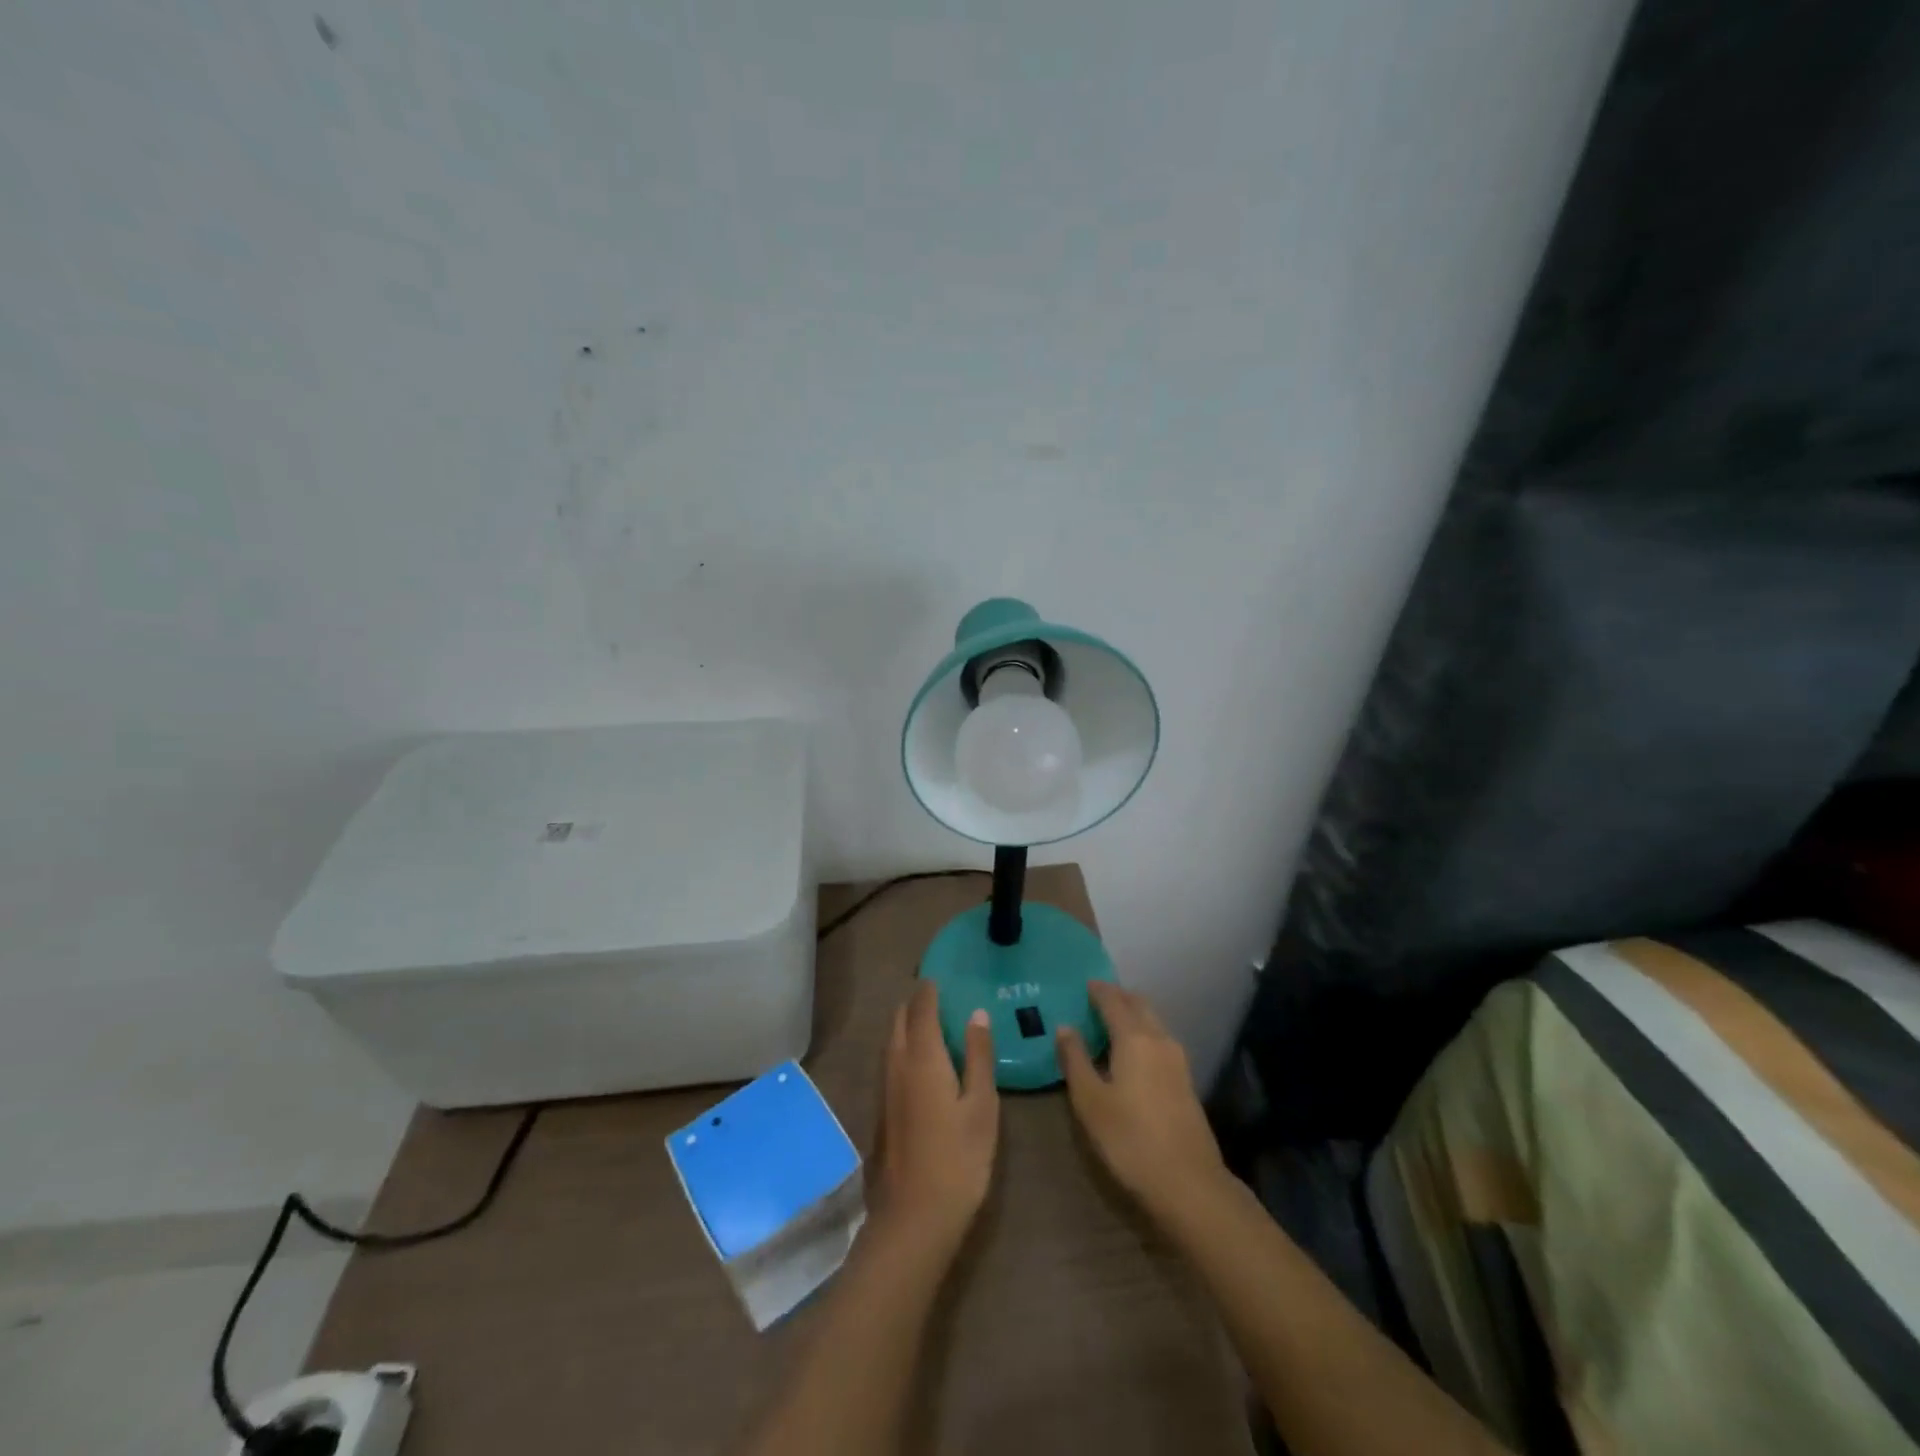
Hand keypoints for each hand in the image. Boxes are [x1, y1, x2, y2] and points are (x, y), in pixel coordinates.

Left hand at [873, 981, 998, 1251]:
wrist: (912, 1219)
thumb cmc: (958, 1159)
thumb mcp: (982, 1106)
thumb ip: (979, 1056)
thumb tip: (977, 1013)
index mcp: (922, 1057)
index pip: (922, 1007)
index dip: (930, 989)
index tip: (942, 975)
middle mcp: (896, 1064)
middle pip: (900, 1019)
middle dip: (916, 1002)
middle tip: (940, 996)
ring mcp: (884, 1088)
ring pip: (892, 1041)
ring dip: (908, 1024)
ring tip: (933, 1022)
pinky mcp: (881, 1110)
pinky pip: (890, 1061)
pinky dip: (904, 1047)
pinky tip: (923, 1062)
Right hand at [1057, 981, 1228, 1223]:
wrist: (1189, 1183)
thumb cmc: (1130, 1139)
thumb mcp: (1090, 1101)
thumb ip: (1075, 1059)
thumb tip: (1065, 1027)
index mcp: (1134, 1037)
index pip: (1113, 1000)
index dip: (1097, 990)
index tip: (1083, 984)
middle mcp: (1159, 1039)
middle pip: (1138, 1004)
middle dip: (1117, 997)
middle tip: (1094, 999)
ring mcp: (1177, 1059)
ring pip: (1152, 1021)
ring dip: (1132, 1015)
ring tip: (1109, 1024)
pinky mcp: (1185, 1080)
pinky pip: (1159, 1040)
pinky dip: (1142, 1033)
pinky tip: (1130, 1053)